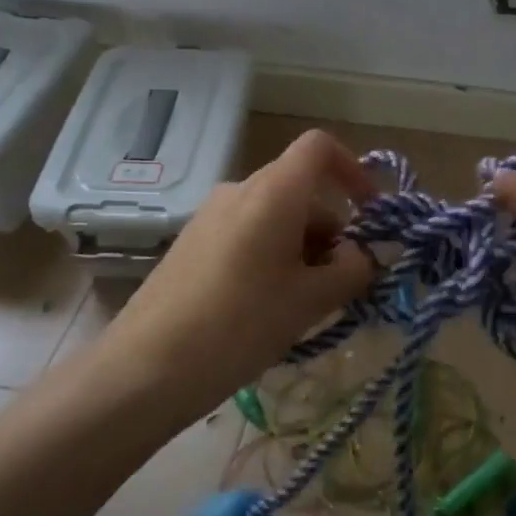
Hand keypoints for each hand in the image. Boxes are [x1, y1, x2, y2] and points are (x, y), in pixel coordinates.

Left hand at [100, 130, 376, 417]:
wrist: (145, 368)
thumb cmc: (240, 325)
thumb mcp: (310, 301)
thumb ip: (352, 271)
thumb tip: (365, 256)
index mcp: (273, 192)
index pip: (319, 147)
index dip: (353, 169)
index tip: (369, 213)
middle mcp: (240, 190)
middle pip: (301, 189)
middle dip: (333, 228)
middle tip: (344, 281)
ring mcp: (211, 216)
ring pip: (275, 215)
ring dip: (304, 247)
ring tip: (307, 302)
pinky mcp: (193, 243)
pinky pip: (248, 232)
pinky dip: (273, 255)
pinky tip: (269, 306)